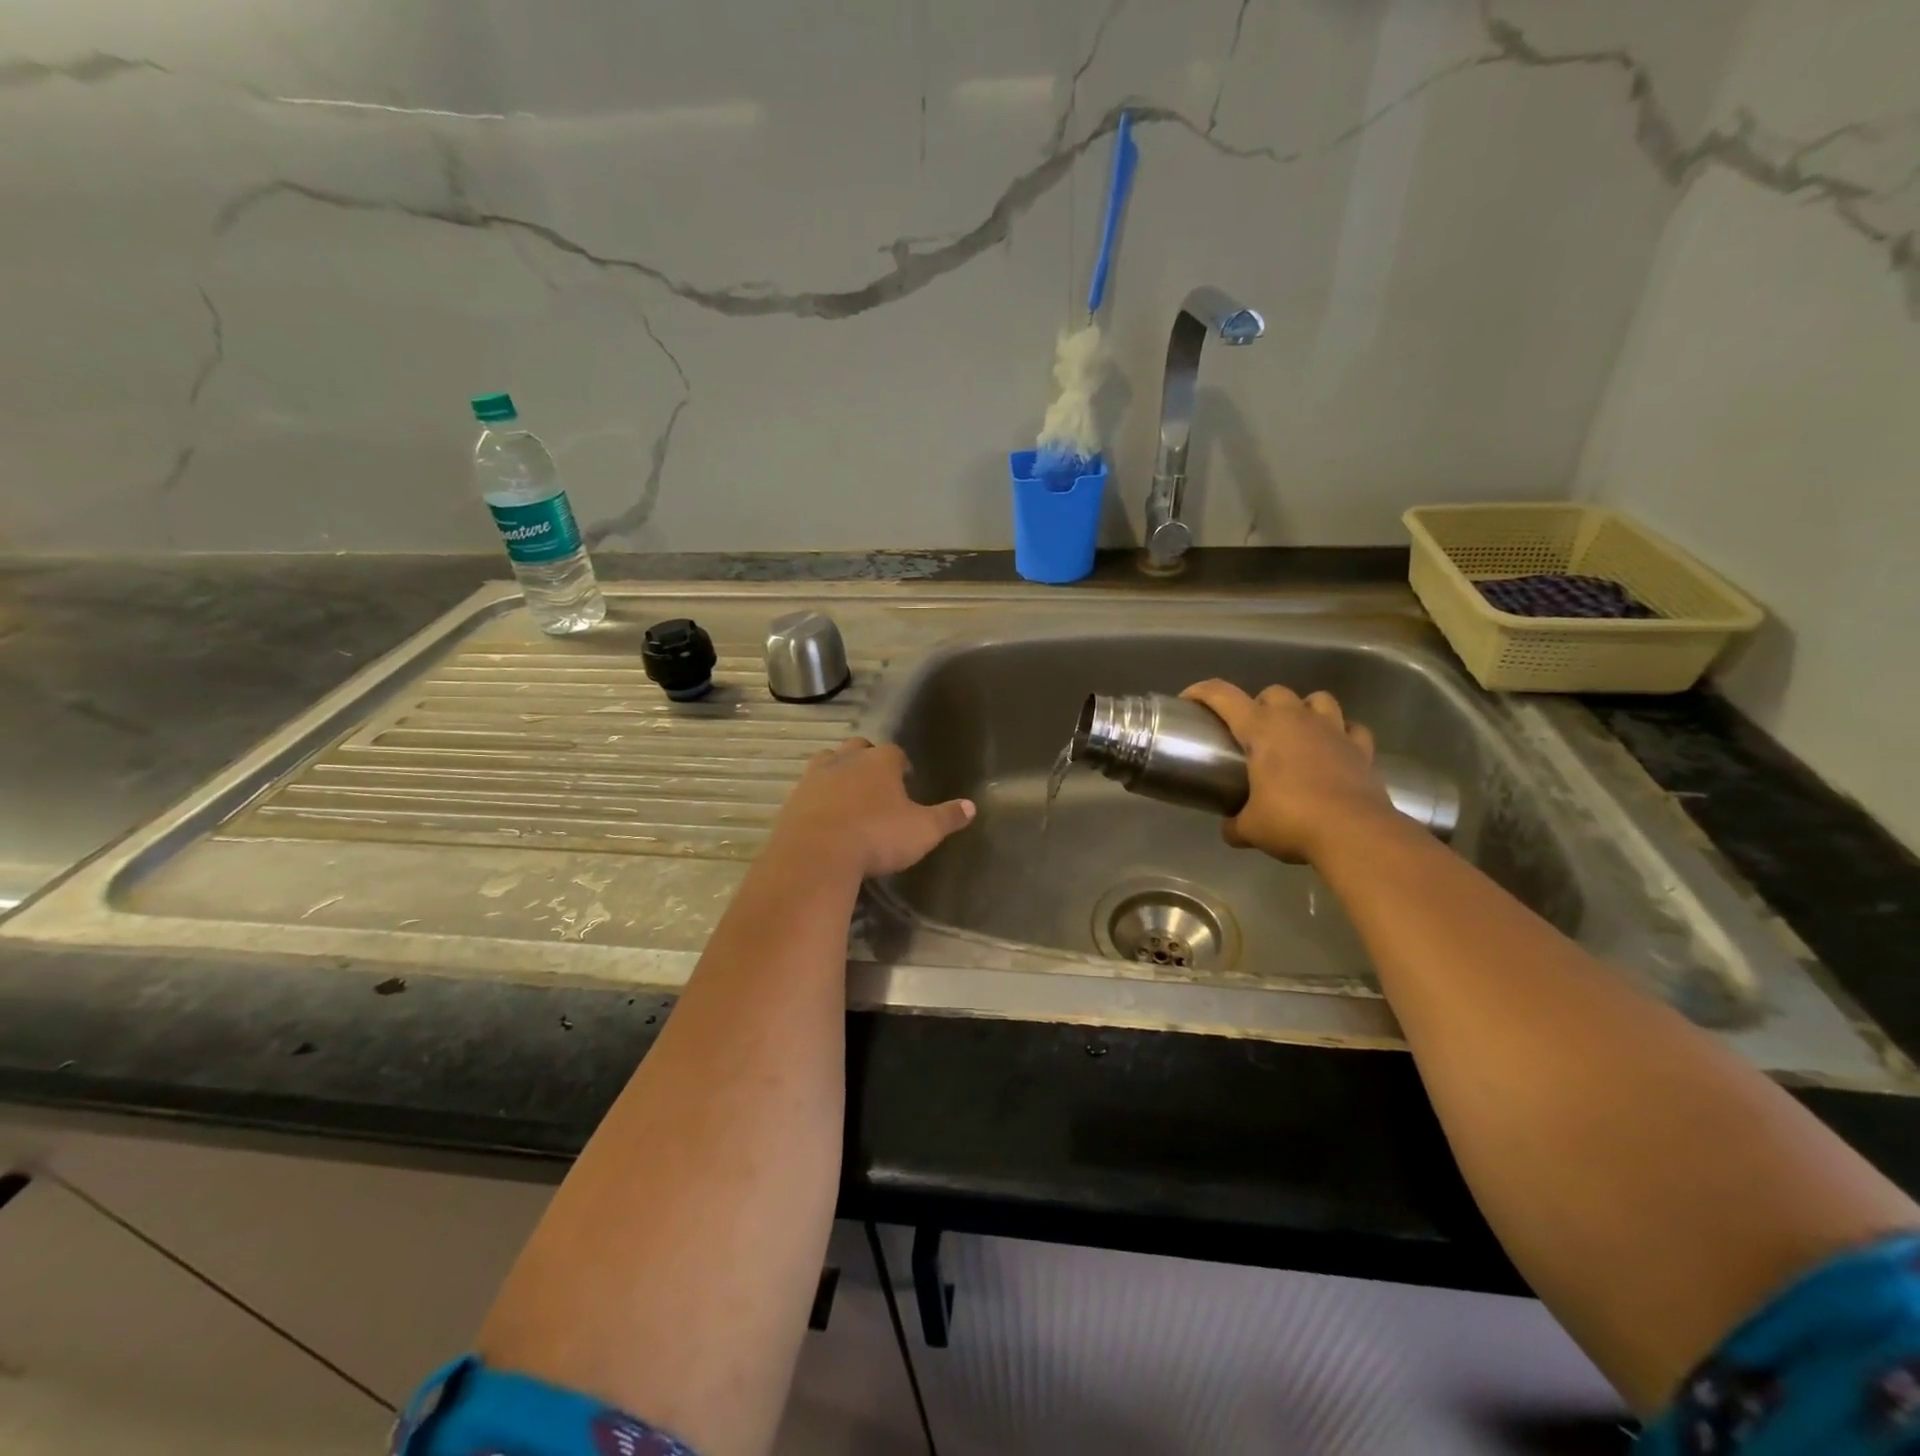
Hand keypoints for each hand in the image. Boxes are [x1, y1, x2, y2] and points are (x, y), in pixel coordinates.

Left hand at [767, 738, 975, 880]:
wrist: (816, 855)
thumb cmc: (877, 837)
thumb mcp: (923, 831)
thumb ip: (947, 817)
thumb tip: (972, 807)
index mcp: (880, 762)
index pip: (895, 752)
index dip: (901, 765)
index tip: (906, 780)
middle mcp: (846, 760)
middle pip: (858, 749)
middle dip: (867, 760)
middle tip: (876, 784)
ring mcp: (815, 778)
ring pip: (827, 763)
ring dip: (838, 773)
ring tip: (847, 796)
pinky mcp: (792, 800)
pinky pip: (807, 791)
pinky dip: (817, 799)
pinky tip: (824, 818)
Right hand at [1180, 681, 1396, 863]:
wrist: (1353, 833)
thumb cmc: (1292, 821)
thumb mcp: (1250, 828)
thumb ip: (1235, 824)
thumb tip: (1230, 829)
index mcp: (1261, 729)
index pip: (1223, 696)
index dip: (1201, 692)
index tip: (1188, 700)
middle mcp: (1296, 720)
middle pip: (1274, 692)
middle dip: (1260, 705)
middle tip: (1252, 732)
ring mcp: (1334, 730)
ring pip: (1318, 699)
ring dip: (1304, 709)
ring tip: (1296, 732)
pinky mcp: (1362, 748)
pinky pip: (1352, 728)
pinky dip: (1342, 733)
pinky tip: (1335, 748)